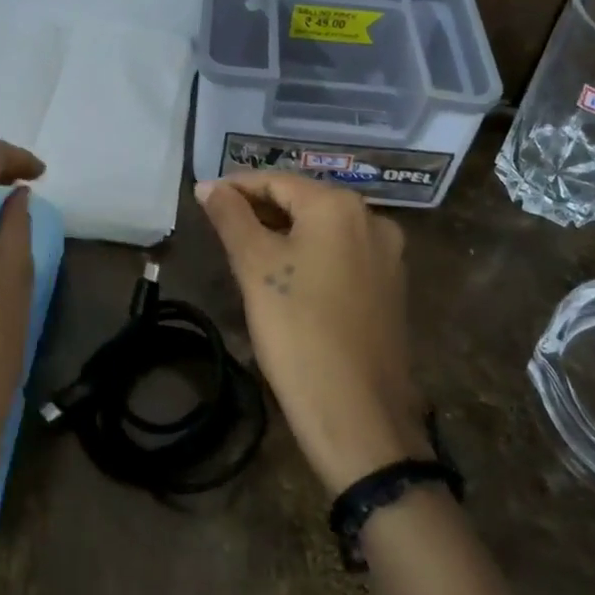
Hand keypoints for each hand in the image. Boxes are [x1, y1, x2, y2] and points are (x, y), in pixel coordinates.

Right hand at [196, 172, 426, 496]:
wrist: (358, 413)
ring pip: (324, 231)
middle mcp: (373, 220)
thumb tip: (208, 186)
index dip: (236, 187)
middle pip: (304, 202)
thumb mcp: (255, 267)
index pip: (277, 180)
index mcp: (339, 207)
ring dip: (285, 234)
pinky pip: (342, 257)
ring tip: (247, 252)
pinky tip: (287, 280)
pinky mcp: (390, 290)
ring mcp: (388, 257)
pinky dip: (311, 257)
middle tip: (221, 228)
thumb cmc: (298, 330)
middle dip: (260, 210)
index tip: (203, 199)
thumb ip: (230, 217)